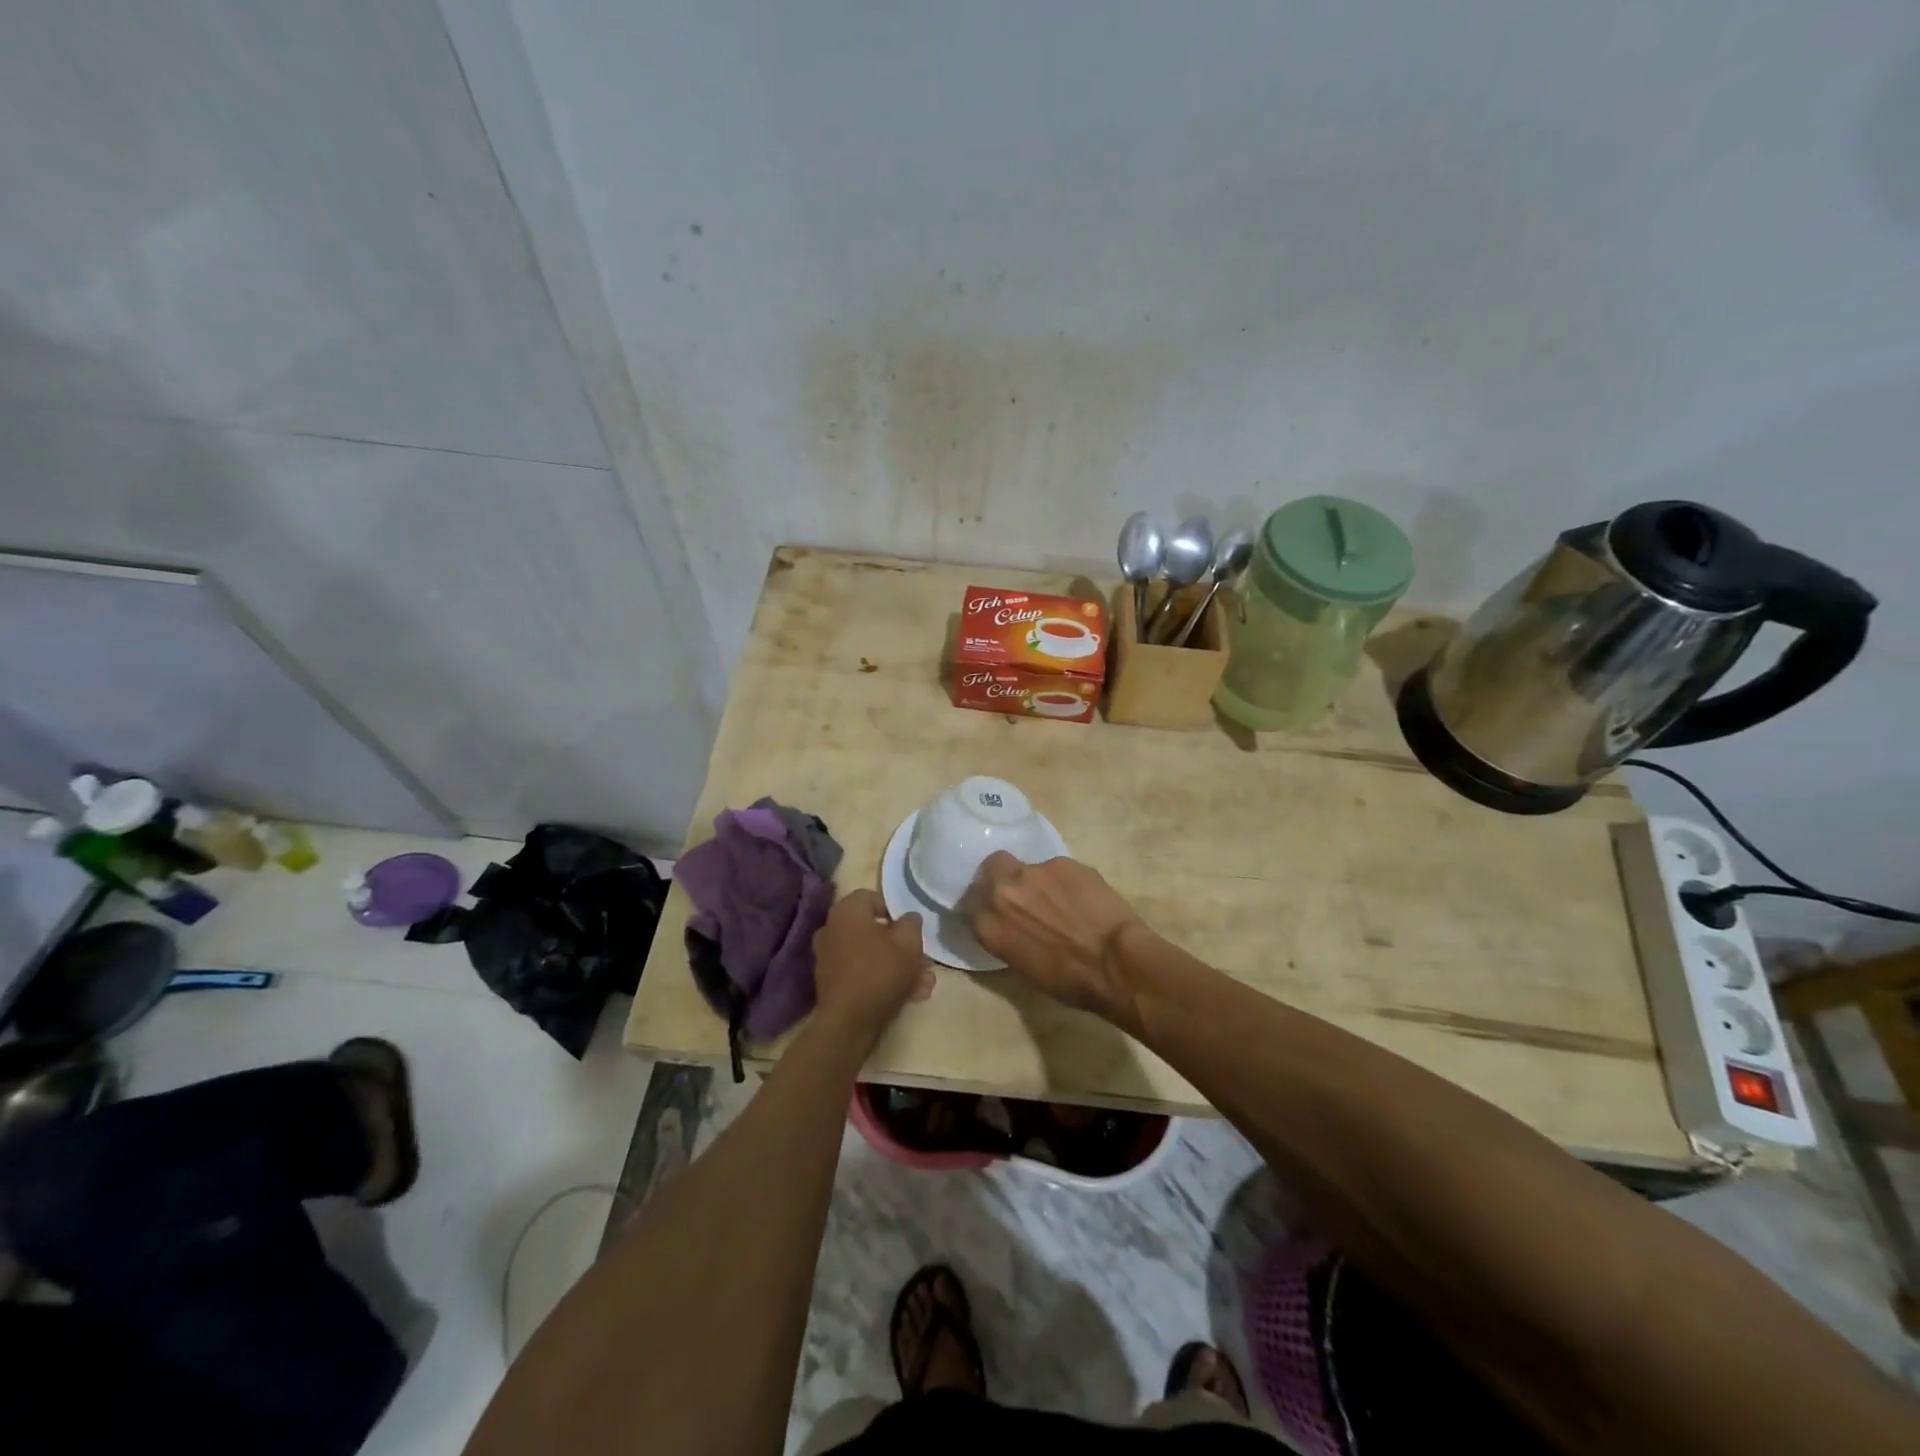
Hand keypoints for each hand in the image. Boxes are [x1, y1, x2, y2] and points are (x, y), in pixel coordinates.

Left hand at [811, 889, 934, 1047]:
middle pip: (873, 929)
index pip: (872, 897)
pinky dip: (881, 978)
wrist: (849, 1023)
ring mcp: (828, 956)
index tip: (911, 930)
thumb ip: (911, 923)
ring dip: (897, 965)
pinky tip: (908, 995)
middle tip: (923, 961)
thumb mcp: (909, 943)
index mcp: (846, 911)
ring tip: (923, 985)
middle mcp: (832, 928)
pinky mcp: (830, 981)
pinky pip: (861, 971)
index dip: (896, 911)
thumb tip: (907, 918)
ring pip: (870, 953)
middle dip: (902, 946)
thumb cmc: (880, 973)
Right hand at [961, 853, 1151, 1018]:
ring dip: (1037, 881)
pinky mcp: (1063, 861)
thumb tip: (1008, 925)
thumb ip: (1005, 937)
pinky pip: (1056, 868)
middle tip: (1020, 893)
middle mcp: (1003, 891)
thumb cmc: (1069, 981)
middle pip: (990, 868)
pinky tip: (1081, 897)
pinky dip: (1064, 881)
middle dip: (1000, 876)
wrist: (1114, 962)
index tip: (995, 910)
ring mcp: (1034, 871)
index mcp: (988, 925)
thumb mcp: (1023, 967)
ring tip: (1060, 900)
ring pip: (1027, 866)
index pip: (969, 902)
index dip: (983, 904)